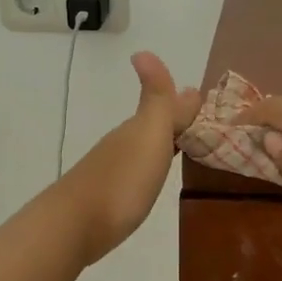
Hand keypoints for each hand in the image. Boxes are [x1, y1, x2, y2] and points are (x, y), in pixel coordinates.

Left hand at [58, 52, 201, 263]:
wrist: (73, 228)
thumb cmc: (121, 182)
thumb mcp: (147, 135)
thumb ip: (155, 99)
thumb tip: (145, 52)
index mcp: (137, 129)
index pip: (166, 108)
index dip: (184, 106)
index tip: (208, 106)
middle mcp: (123, 145)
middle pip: (154, 127)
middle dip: (177, 124)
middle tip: (205, 128)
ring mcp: (113, 172)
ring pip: (145, 150)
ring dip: (164, 146)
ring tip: (187, 151)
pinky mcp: (108, 199)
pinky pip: (138, 173)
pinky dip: (151, 169)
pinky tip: (154, 179)